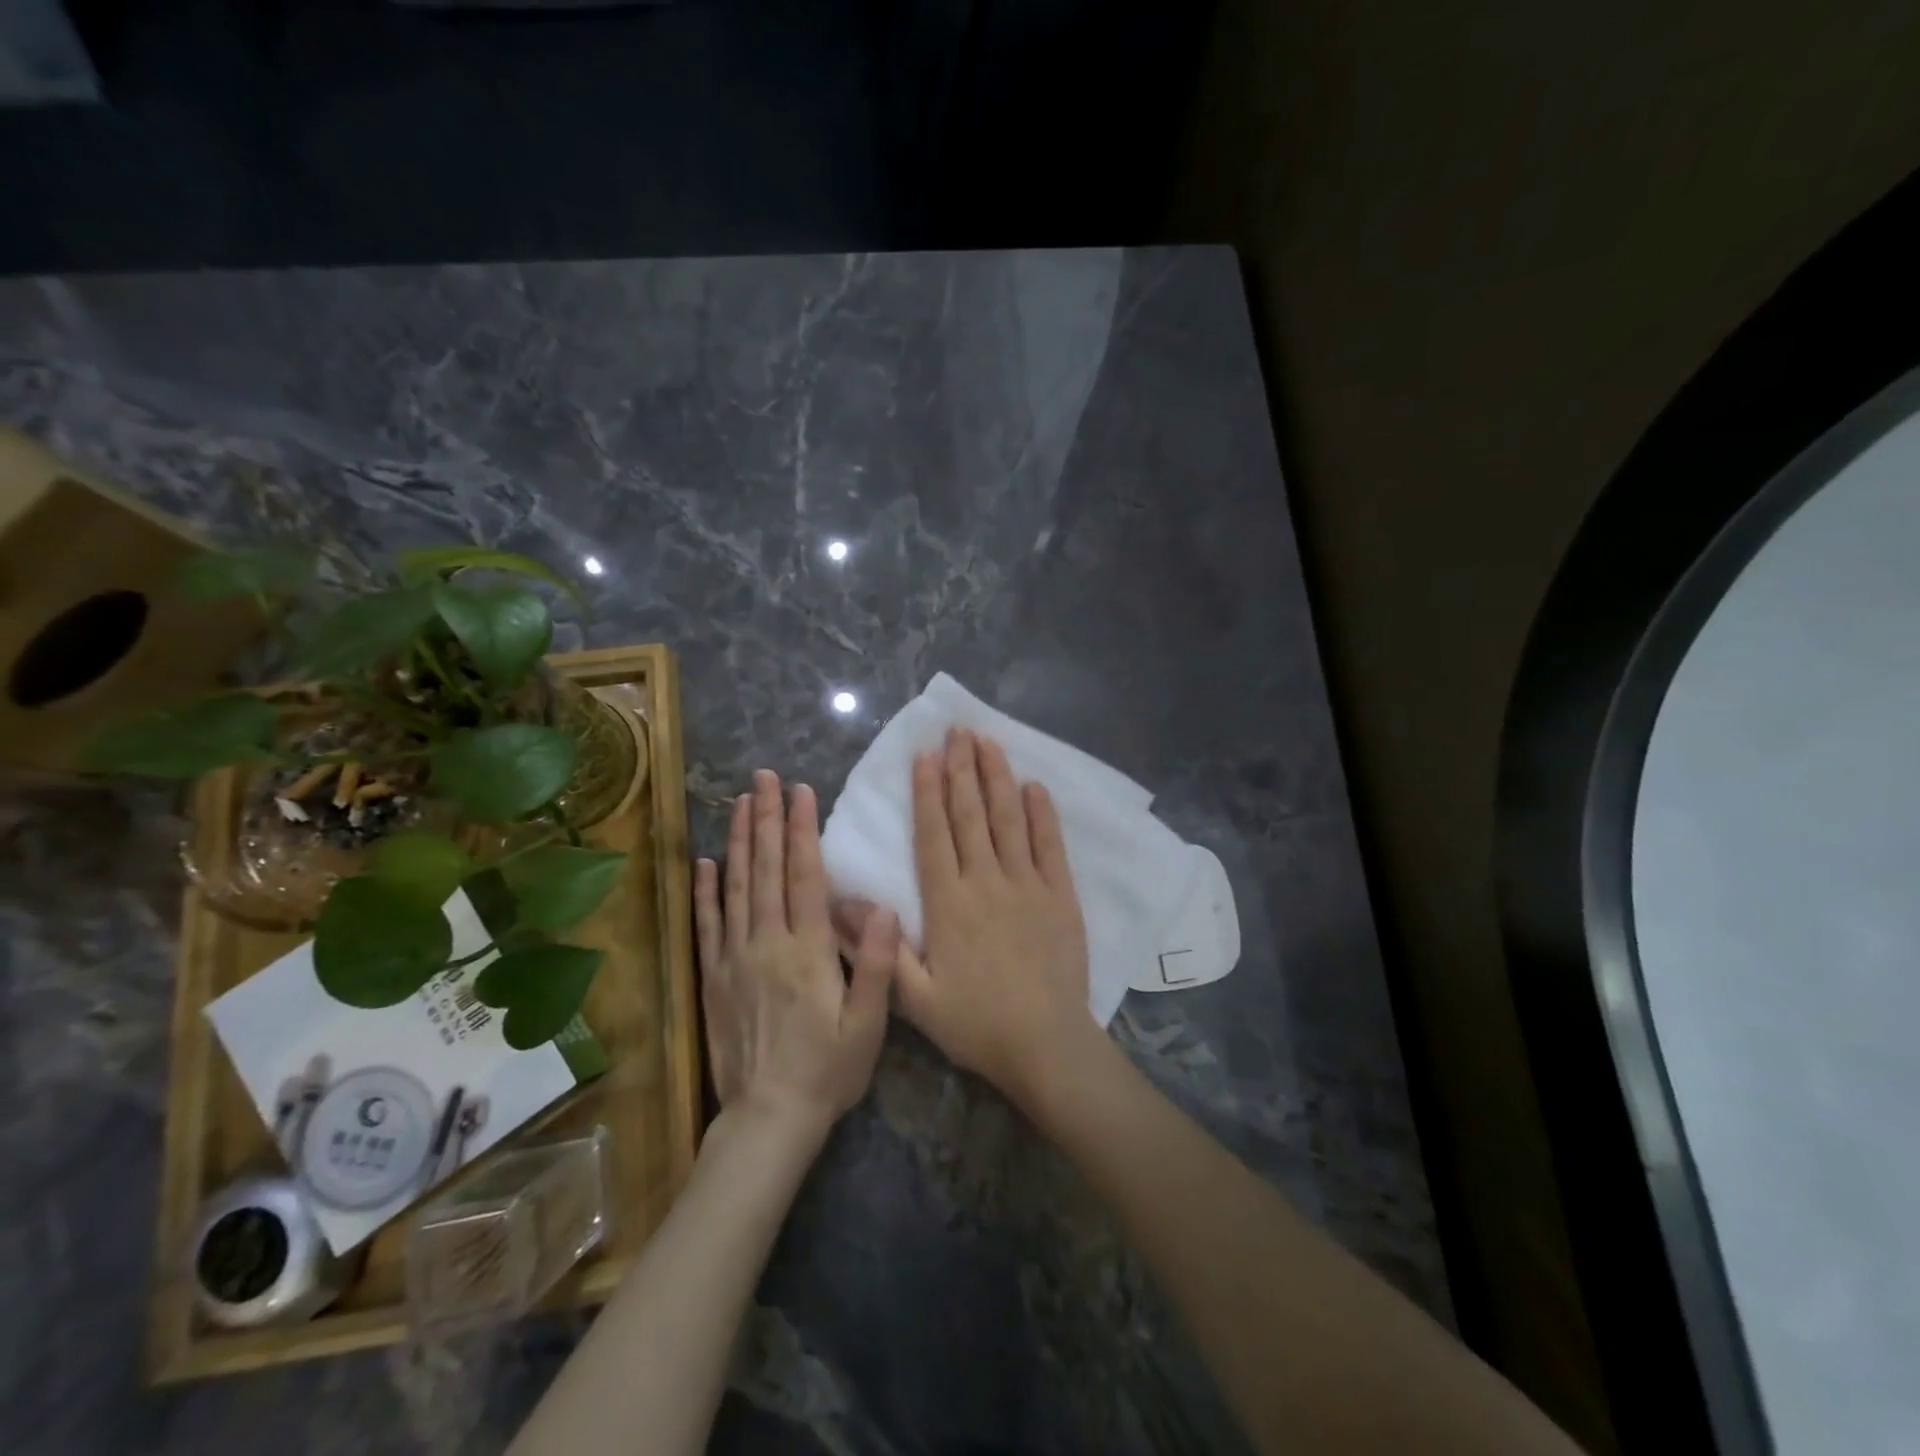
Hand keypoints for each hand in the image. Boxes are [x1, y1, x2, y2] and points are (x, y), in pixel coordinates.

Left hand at [695, 770, 894, 1145]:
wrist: (768, 1119)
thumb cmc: (828, 1070)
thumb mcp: (868, 1024)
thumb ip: (873, 963)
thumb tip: (880, 905)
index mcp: (808, 950)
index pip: (805, 876)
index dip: (803, 830)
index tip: (801, 791)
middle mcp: (767, 943)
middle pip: (767, 870)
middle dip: (768, 819)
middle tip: (764, 778)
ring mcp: (734, 958)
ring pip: (736, 888)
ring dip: (740, 842)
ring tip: (740, 803)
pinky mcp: (712, 978)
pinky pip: (707, 926)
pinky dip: (706, 891)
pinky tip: (707, 862)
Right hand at [886, 727, 1094, 1102]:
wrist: (1045, 1045)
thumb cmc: (975, 1023)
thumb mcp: (914, 998)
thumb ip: (878, 948)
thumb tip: (840, 904)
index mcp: (948, 904)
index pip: (935, 835)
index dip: (929, 792)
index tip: (926, 755)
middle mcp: (986, 882)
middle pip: (971, 815)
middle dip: (962, 769)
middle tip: (957, 731)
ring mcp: (1028, 885)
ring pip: (1009, 820)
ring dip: (997, 778)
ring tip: (988, 742)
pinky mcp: (1061, 895)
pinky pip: (1050, 845)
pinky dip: (1042, 814)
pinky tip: (1034, 786)